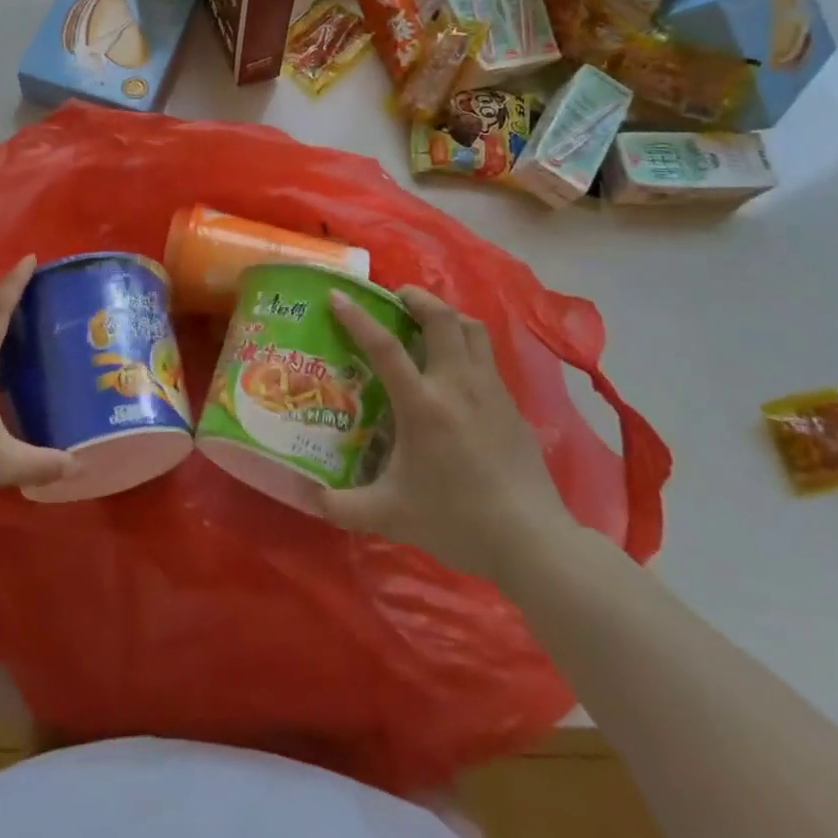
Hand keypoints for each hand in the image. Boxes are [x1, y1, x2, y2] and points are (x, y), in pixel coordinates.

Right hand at [317, 287, 578, 584]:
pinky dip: (466, 344)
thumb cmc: (456, 521)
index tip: (337, 296)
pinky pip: (486, 356)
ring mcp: (490, 391)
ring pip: (472, 329)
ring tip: (426, 322)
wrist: (532, 542)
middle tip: (394, 298)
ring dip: (446, 315)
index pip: (385, 348)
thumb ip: (342, 505)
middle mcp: (458, 386)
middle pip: (441, 318)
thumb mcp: (390, 516)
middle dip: (416, 297)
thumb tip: (304, 497)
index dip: (357, 318)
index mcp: (423, 406)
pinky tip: (454, 370)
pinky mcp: (512, 405)